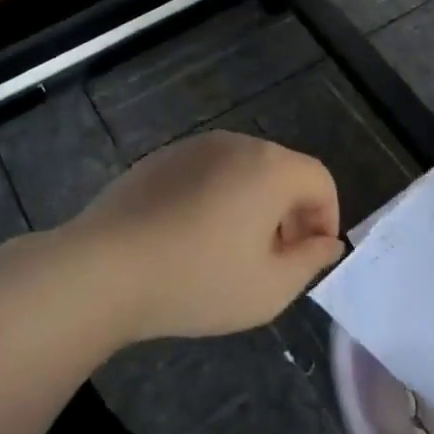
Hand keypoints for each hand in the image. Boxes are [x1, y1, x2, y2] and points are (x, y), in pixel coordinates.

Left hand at [64, 131, 344, 342]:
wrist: (105, 268)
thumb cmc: (198, 281)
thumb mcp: (270, 288)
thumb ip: (311, 261)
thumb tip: (328, 242)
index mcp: (270, 168)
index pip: (320, 180)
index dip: (326, 218)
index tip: (310, 256)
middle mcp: (236, 144)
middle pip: (282, 171)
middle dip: (291, 212)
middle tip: (275, 258)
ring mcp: (194, 146)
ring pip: (243, 170)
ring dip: (253, 204)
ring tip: (232, 251)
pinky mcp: (160, 158)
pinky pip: (207, 172)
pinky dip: (216, 197)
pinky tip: (192, 237)